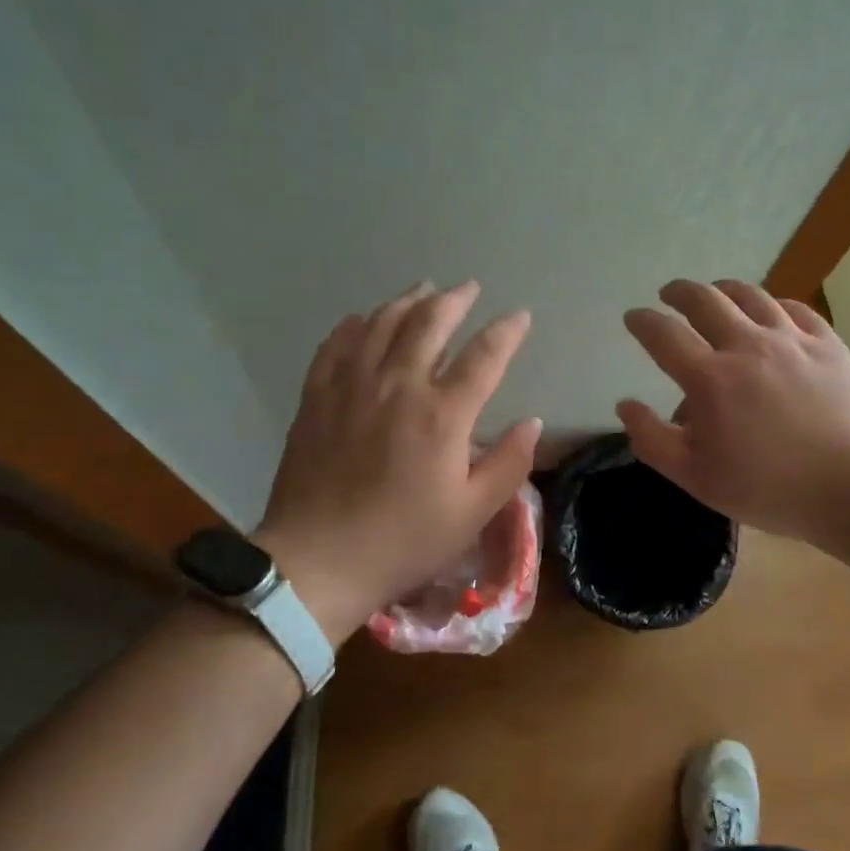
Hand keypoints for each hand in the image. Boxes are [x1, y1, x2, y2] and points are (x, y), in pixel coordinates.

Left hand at [257, 281, 541, 642]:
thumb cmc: (402, 542)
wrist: (316, 562)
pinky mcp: (318, 396)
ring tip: (424, 288)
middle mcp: (398, 385)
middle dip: (455, 300)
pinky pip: (337, 343)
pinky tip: (365, 318)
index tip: (520, 316)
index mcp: (442, 415)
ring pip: (384, 323)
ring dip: (409, 300)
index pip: (484, 356)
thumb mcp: (471, 514)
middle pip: (430, 322)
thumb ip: (508, 464)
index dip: (507, 331)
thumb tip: (532, 422)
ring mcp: (353, 386)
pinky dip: (356, 323)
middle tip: (470, 288)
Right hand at [617, 279, 849, 542]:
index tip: (633, 317)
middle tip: (669, 295)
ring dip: (723, 289)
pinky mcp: (827, 343)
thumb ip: (653, 440)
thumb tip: (625, 405)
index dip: (642, 321)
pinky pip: (793, 307)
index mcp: (710, 378)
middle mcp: (746, 345)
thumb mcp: (698, 479)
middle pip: (704, 299)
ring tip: (715, 293)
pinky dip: (771, 303)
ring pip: (749, 295)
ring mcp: (791, 339)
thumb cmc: (771, 489)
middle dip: (679, 292)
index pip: (663, 334)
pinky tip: (769, 310)